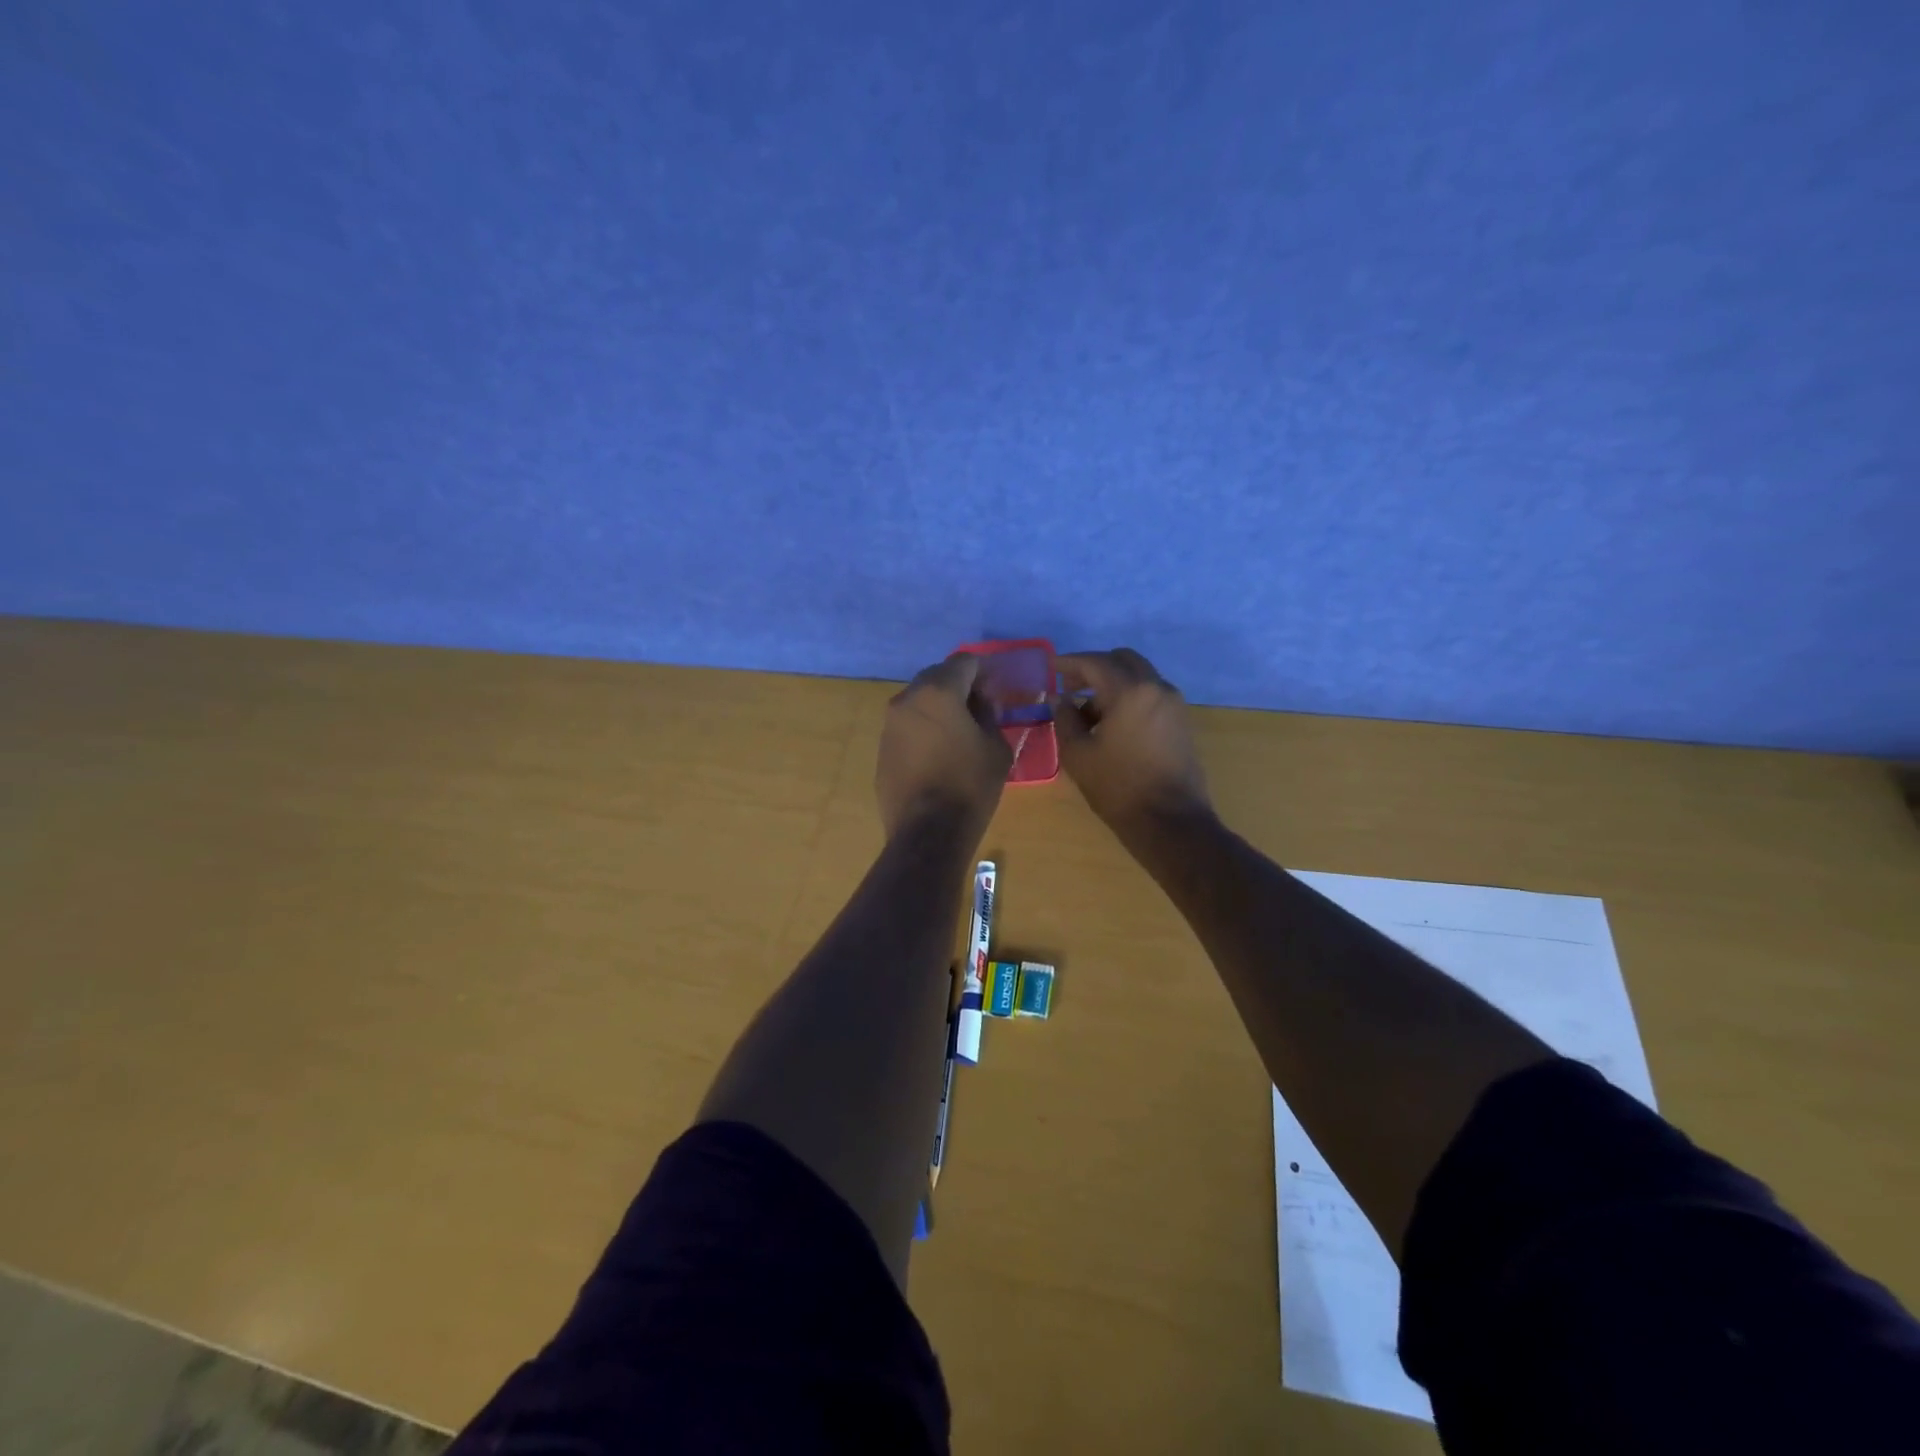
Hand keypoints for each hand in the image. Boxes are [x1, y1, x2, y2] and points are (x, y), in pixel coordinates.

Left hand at [876, 654, 1011, 841]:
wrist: (927, 831)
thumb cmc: (970, 785)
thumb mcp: (996, 747)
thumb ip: (989, 715)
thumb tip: (981, 703)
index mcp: (938, 692)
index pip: (964, 662)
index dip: (983, 671)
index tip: (995, 689)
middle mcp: (908, 699)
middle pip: (936, 676)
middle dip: (958, 685)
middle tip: (979, 707)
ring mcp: (890, 724)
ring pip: (918, 700)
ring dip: (938, 706)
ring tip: (958, 731)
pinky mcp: (882, 748)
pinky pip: (907, 726)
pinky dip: (923, 728)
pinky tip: (938, 752)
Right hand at [1056, 648, 1212, 837]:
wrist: (1170, 821)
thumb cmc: (1118, 787)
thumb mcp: (1078, 754)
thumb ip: (1065, 719)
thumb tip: (1060, 699)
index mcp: (1130, 691)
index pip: (1095, 662)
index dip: (1069, 662)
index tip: (1051, 667)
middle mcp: (1156, 688)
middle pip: (1122, 660)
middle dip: (1094, 668)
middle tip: (1071, 687)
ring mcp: (1174, 704)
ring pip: (1139, 677)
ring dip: (1113, 684)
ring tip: (1088, 714)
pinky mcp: (1181, 721)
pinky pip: (1151, 695)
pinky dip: (1129, 698)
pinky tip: (1112, 725)